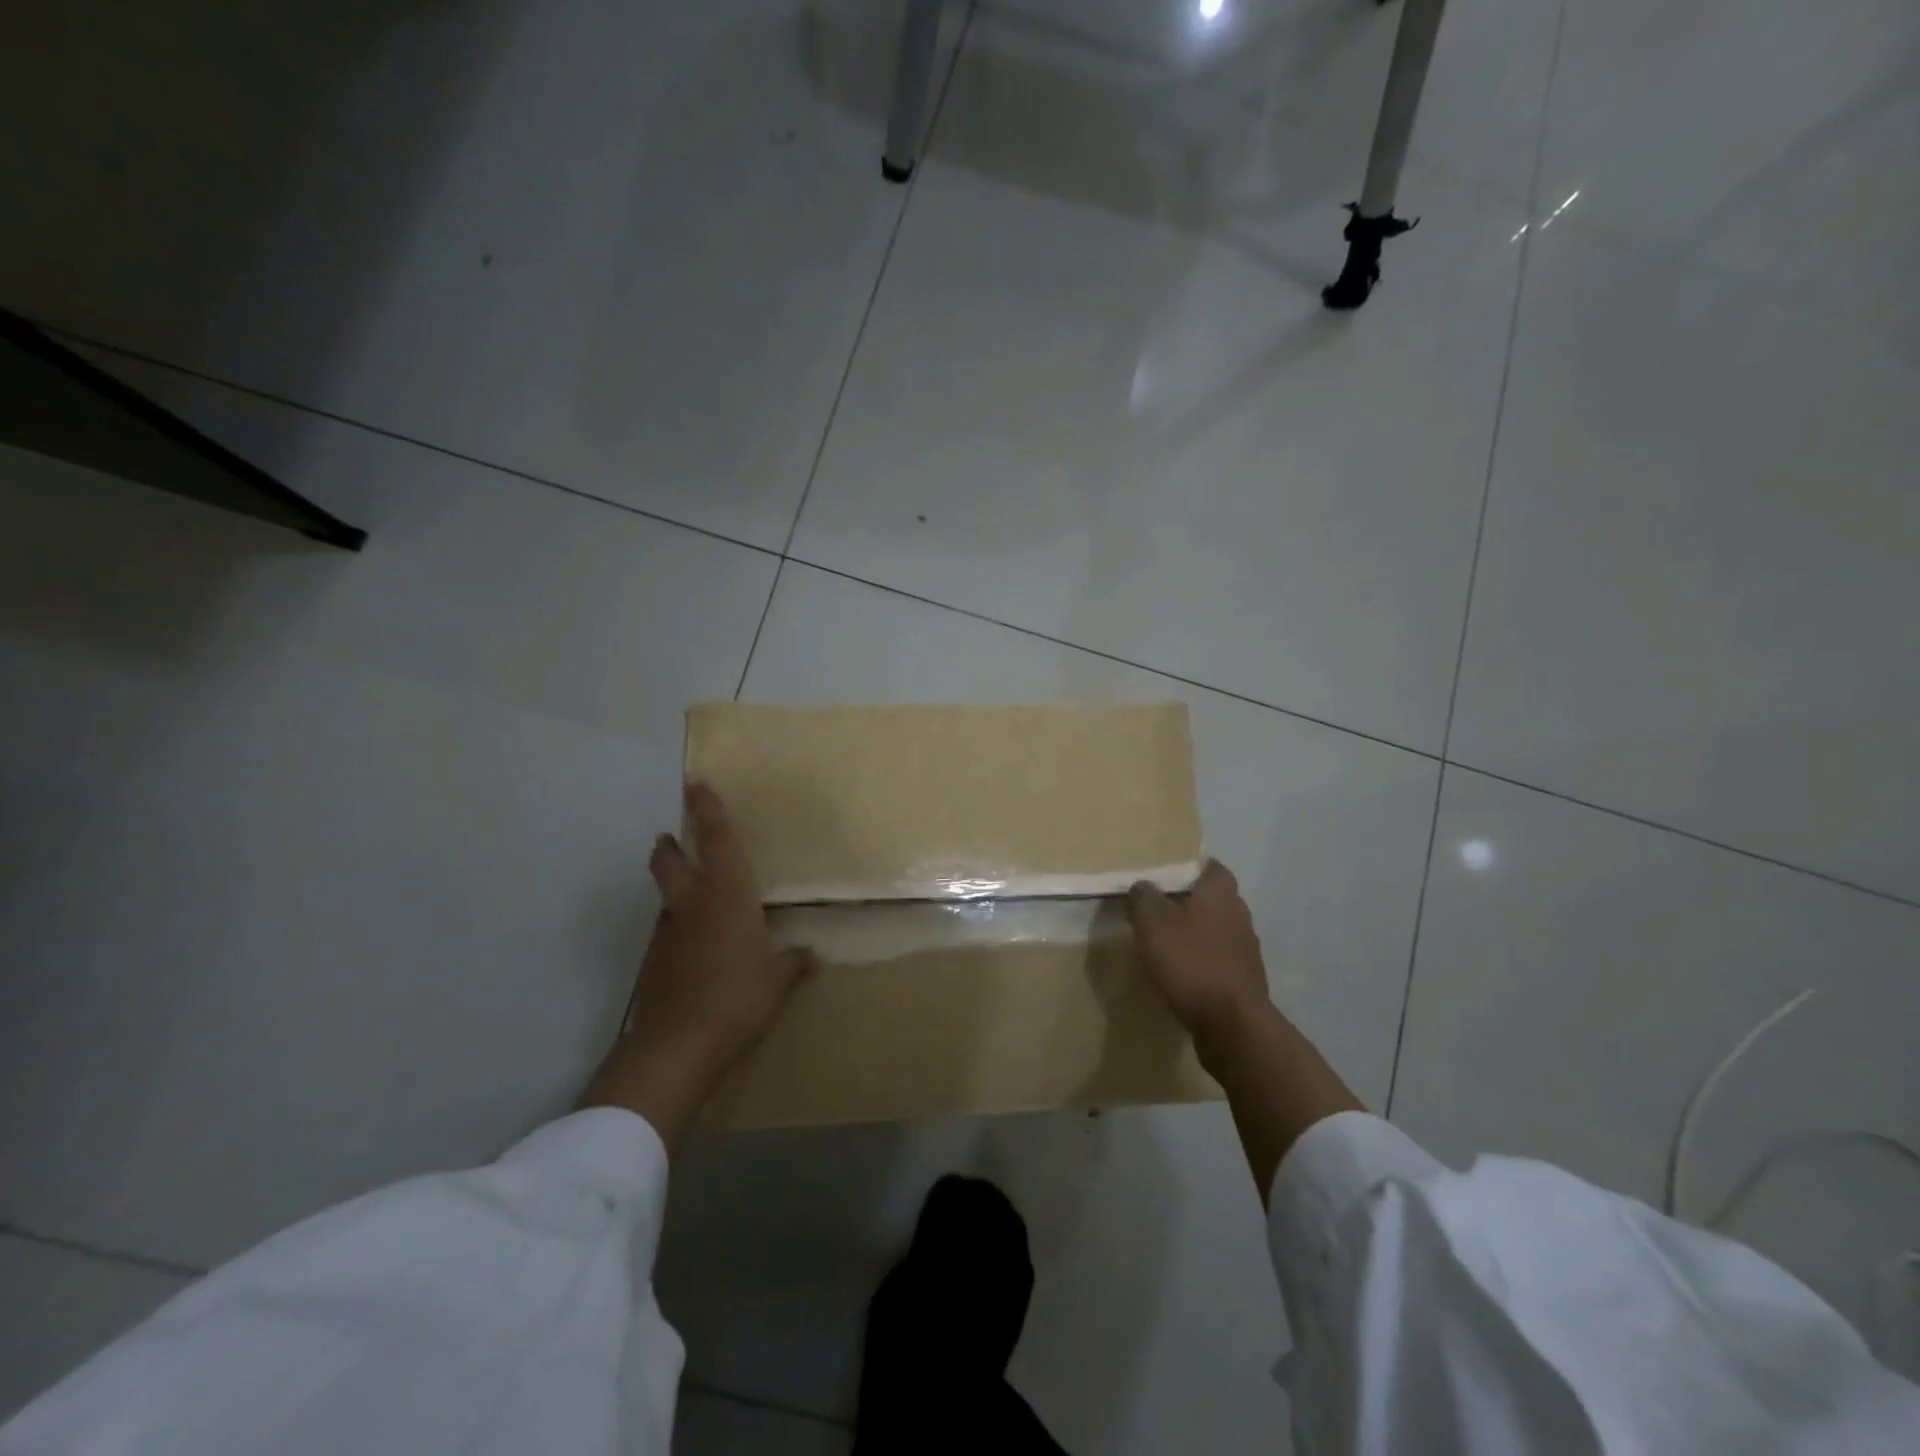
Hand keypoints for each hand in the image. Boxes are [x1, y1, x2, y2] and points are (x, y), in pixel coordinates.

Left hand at [580, 781, 814, 1151]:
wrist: (678, 1044)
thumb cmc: (738, 998)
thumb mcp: (777, 981)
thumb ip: (793, 963)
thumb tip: (810, 955)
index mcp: (729, 896)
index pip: (718, 841)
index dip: (707, 809)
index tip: (695, 782)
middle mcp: (693, 905)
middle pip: (669, 861)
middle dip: (670, 845)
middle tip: (672, 837)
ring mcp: (668, 933)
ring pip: (665, 897)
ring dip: (673, 889)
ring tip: (693, 901)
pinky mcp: (653, 962)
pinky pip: (666, 932)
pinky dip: (677, 930)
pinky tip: (692, 950)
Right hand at [1127, 860, 1271, 1043]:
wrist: (1232, 1025)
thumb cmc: (1192, 963)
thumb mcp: (1153, 924)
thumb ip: (1143, 898)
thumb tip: (1141, 886)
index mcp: (1220, 895)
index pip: (1211, 867)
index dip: (1190, 867)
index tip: (1166, 873)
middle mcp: (1239, 916)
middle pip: (1214, 899)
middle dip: (1189, 901)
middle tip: (1158, 907)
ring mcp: (1246, 951)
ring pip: (1217, 931)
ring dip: (1196, 934)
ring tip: (1165, 942)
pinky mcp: (1244, 982)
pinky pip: (1219, 961)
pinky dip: (1202, 962)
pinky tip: (1181, 974)